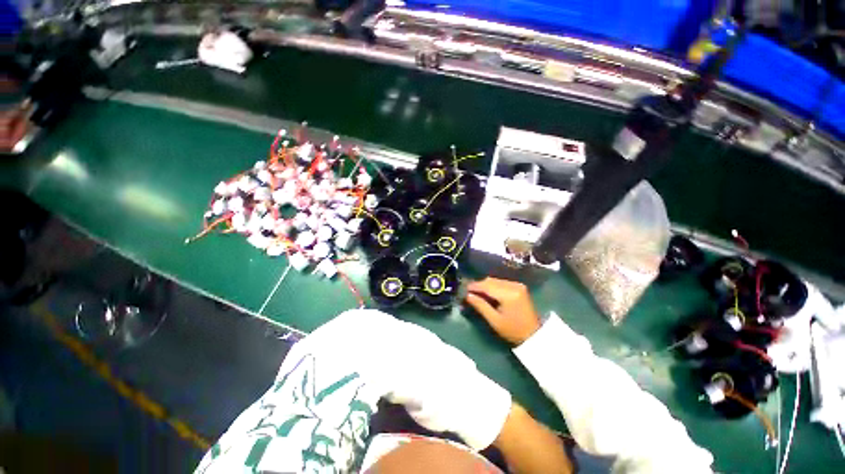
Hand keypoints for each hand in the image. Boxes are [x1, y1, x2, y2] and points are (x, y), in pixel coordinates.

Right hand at [466, 277, 541, 344]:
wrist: (534, 335)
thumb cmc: (513, 331)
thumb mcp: (494, 320)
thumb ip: (480, 305)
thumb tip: (467, 295)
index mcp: (509, 294)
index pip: (487, 286)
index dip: (474, 286)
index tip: (463, 289)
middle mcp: (514, 285)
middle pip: (491, 281)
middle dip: (478, 285)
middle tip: (468, 292)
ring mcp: (518, 285)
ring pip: (495, 280)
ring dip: (485, 285)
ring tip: (476, 293)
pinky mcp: (519, 286)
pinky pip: (501, 282)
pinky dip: (493, 286)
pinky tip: (488, 293)